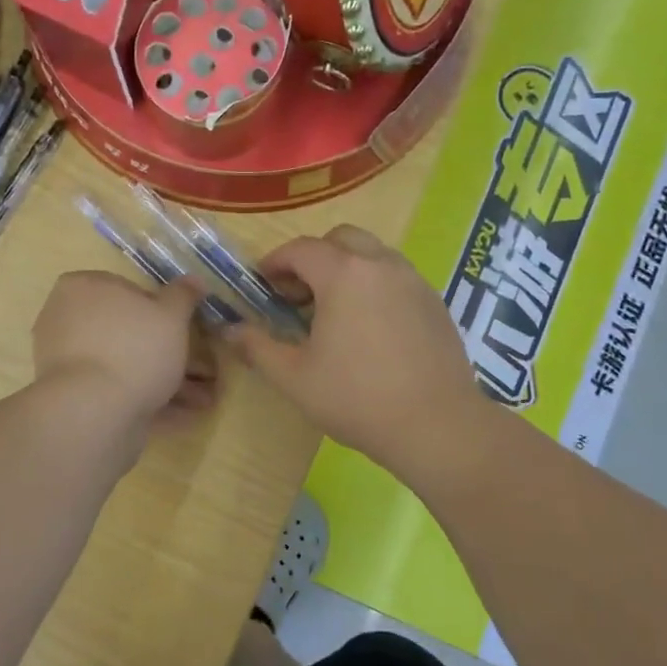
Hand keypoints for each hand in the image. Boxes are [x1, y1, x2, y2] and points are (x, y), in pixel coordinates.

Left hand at [33, 272, 217, 431]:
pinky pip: (118, 392)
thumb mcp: (170, 315)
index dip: (162, 310)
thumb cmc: (133, 348)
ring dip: (165, 380)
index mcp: (83, 288)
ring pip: (126, 364)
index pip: (129, 290)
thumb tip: (194, 279)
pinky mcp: (74, 397)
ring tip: (204, 400)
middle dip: (167, 352)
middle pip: (128, 331)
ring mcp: (68, 362)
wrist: (92, 413)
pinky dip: (148, 399)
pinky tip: (183, 415)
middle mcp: (67, 319)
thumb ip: (183, 296)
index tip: (186, 330)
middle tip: (203, 370)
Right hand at [228, 226, 482, 469]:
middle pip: (341, 239)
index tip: (262, 284)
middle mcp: (381, 264)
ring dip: (346, 269)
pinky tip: (369, 327)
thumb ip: (257, 347)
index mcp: (344, 274)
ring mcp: (414, 281)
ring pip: (373, 254)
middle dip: (313, 258)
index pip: (301, 249)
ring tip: (333, 311)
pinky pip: (396, 276)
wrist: (437, 425)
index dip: (275, 262)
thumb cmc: (357, 398)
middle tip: (298, 294)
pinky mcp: (435, 302)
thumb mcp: (294, 377)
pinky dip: (374, 285)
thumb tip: (229, 329)